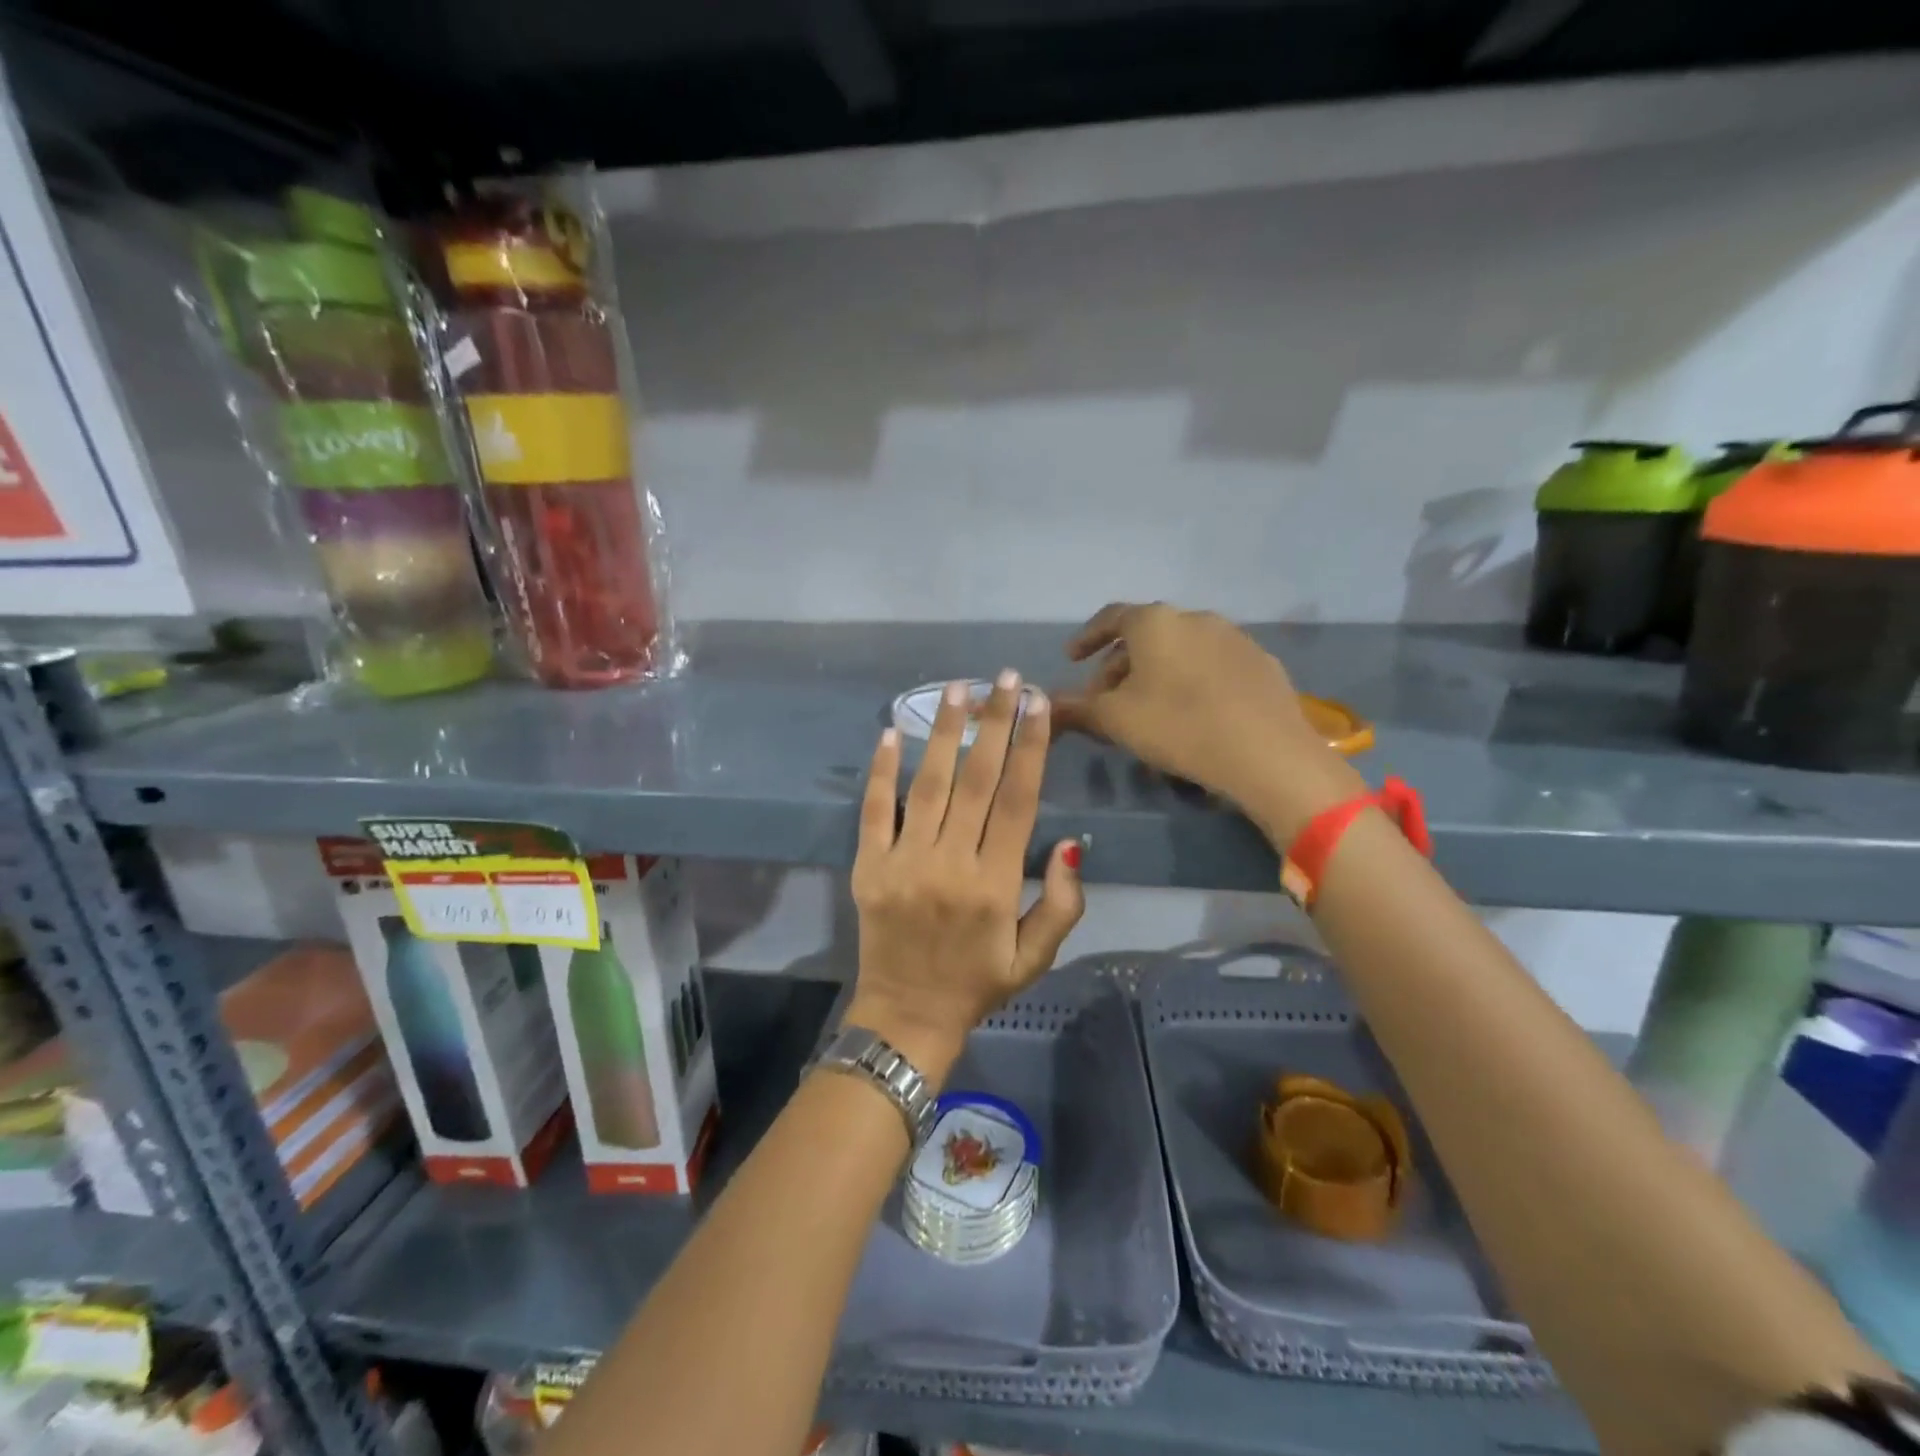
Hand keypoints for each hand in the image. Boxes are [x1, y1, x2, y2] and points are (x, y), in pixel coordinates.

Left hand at [846, 672, 1084, 1081]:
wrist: (907, 1016)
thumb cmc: (978, 983)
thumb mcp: (1036, 958)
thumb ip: (1062, 903)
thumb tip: (1070, 844)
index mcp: (996, 884)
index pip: (1018, 800)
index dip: (1030, 748)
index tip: (1038, 704)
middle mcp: (951, 864)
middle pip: (978, 780)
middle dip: (995, 723)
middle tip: (1006, 678)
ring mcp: (905, 862)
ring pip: (929, 785)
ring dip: (945, 732)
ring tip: (958, 688)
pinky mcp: (869, 866)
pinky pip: (874, 811)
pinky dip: (881, 771)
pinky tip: (892, 731)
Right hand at [1053, 603, 1365, 844]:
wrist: (1266, 753)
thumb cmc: (1178, 726)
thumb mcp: (1115, 720)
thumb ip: (1075, 708)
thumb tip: (1044, 704)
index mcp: (1155, 622)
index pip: (1110, 618)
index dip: (1086, 638)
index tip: (1072, 659)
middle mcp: (1195, 618)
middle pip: (1146, 636)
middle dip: (1120, 665)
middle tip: (1106, 698)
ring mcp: (1234, 638)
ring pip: (1180, 650)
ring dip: (1156, 673)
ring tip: (1147, 709)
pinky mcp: (1261, 664)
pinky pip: (1212, 666)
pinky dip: (1191, 681)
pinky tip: (1192, 715)